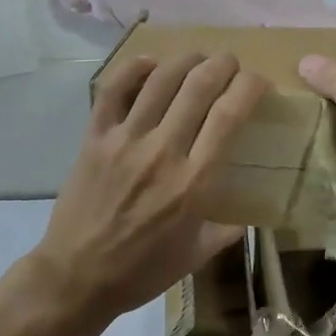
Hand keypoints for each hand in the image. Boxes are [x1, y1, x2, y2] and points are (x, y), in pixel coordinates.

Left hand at [28, 52, 267, 325]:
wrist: (77, 277)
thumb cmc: (140, 272)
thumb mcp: (193, 257)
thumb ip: (224, 232)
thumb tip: (246, 220)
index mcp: (194, 182)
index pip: (229, 115)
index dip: (249, 87)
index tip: (258, 83)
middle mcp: (163, 151)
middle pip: (199, 86)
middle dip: (223, 64)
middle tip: (230, 63)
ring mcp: (125, 140)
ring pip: (160, 80)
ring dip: (186, 59)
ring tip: (197, 58)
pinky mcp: (94, 137)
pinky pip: (113, 90)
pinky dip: (134, 68)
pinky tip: (150, 63)